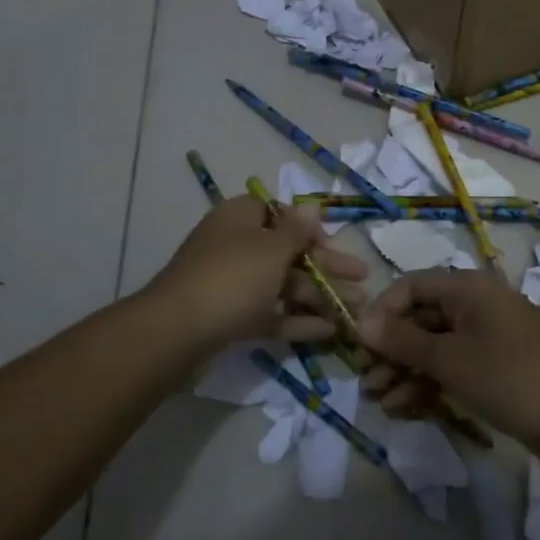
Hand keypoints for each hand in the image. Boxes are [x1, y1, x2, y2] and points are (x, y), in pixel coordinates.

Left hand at [146, 196, 367, 351]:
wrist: (176, 333)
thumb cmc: (231, 278)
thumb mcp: (271, 249)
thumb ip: (297, 230)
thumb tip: (312, 206)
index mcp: (241, 218)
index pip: (281, 213)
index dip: (310, 229)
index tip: (335, 245)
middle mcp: (236, 245)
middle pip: (288, 252)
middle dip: (327, 267)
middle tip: (364, 280)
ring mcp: (232, 283)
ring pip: (283, 285)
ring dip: (319, 296)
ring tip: (355, 312)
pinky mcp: (230, 317)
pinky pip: (270, 313)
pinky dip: (296, 319)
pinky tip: (328, 331)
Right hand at [357, 269, 539, 464]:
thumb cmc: (509, 377)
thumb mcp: (449, 359)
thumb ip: (402, 340)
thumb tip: (359, 321)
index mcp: (466, 288)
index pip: (411, 286)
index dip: (382, 311)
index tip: (359, 343)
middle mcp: (474, 305)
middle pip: (420, 318)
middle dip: (390, 349)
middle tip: (366, 380)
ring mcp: (485, 337)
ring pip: (433, 347)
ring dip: (404, 371)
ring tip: (380, 401)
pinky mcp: (493, 368)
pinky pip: (451, 367)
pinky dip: (427, 384)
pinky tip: (404, 408)